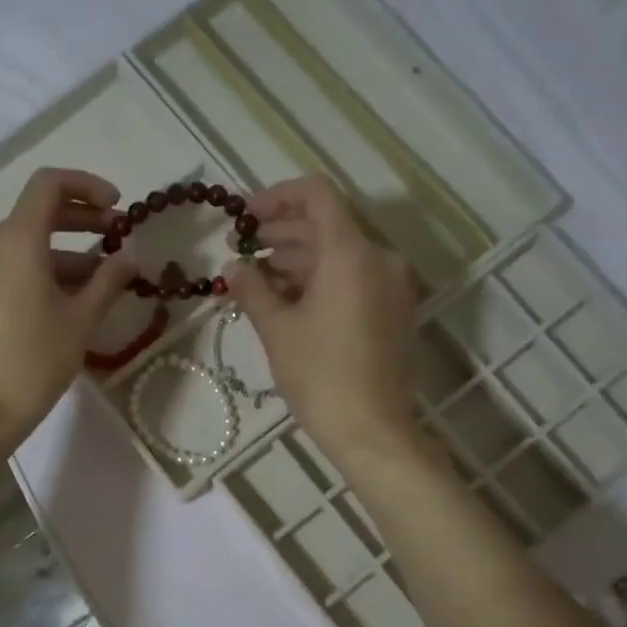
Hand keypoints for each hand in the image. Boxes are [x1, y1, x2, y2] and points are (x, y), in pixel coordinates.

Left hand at [0, 168, 137, 451]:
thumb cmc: (36, 361)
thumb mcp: (82, 320)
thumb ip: (109, 279)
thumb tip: (131, 254)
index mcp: (16, 240)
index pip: (50, 185)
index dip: (87, 187)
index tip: (117, 207)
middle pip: (37, 214)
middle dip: (81, 222)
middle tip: (116, 238)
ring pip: (22, 245)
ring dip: (62, 253)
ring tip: (98, 280)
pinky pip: (5, 267)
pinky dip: (37, 270)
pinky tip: (62, 299)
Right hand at [224, 176, 420, 467]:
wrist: (372, 430)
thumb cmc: (320, 375)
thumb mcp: (277, 329)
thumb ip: (252, 288)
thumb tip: (233, 266)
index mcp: (351, 253)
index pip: (316, 195)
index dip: (276, 198)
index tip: (244, 217)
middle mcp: (379, 259)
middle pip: (326, 226)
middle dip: (280, 234)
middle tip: (239, 250)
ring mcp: (391, 286)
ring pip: (339, 255)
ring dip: (297, 260)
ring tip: (255, 279)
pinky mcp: (393, 311)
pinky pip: (353, 279)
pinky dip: (320, 281)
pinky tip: (286, 300)